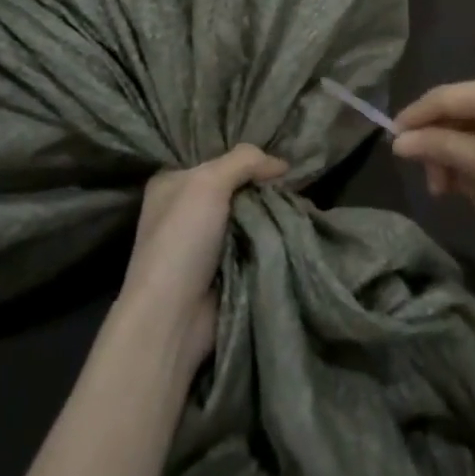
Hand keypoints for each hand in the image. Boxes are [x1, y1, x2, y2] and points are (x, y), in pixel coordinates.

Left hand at [117, 144, 286, 369]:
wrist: (172, 317)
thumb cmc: (182, 239)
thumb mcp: (208, 183)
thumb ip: (244, 161)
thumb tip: (282, 164)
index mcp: (172, 182)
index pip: (215, 158)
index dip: (246, 158)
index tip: (280, 159)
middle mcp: (186, 208)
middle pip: (236, 187)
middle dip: (263, 186)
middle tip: (296, 182)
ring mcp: (205, 241)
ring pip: (249, 216)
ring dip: (272, 214)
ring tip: (302, 204)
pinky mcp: (224, 269)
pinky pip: (255, 244)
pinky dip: (271, 240)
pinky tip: (295, 228)